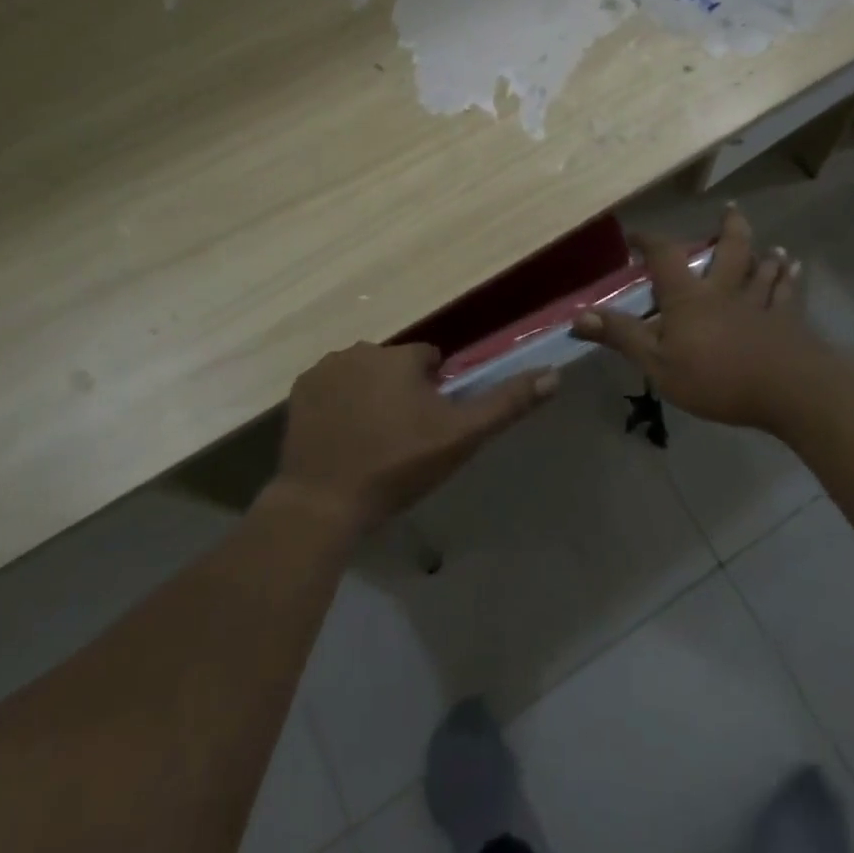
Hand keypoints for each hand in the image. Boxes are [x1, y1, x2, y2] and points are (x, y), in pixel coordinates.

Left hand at [274, 341, 555, 533]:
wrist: (324, 503)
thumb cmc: (397, 465)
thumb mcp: (461, 437)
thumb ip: (507, 403)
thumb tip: (554, 374)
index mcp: (401, 356)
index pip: (429, 360)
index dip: (435, 391)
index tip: (430, 425)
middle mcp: (361, 350)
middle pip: (394, 365)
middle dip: (401, 391)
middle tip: (401, 438)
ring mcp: (325, 369)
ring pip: (362, 374)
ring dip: (370, 395)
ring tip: (370, 442)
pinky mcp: (299, 391)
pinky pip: (332, 388)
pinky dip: (339, 404)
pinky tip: (342, 439)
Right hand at [573, 204, 837, 435]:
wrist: (786, 389)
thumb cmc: (715, 377)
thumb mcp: (656, 362)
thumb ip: (621, 336)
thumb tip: (578, 315)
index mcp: (689, 296)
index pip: (665, 256)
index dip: (650, 241)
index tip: (637, 234)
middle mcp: (725, 290)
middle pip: (730, 251)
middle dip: (728, 228)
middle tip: (730, 208)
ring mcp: (760, 304)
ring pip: (763, 270)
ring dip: (765, 255)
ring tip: (771, 245)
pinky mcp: (787, 323)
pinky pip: (788, 295)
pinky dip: (790, 280)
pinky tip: (796, 271)